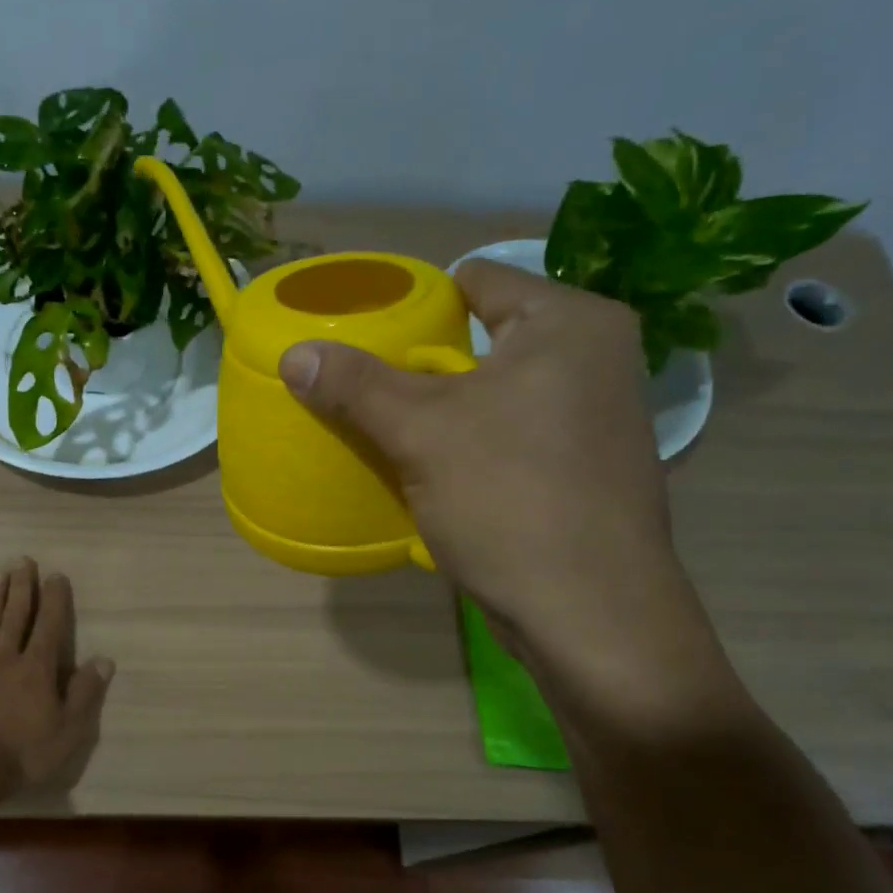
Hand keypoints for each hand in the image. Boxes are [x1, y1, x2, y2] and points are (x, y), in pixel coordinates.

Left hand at [0, 558, 113, 791]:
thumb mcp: (68, 730)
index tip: (56, 575)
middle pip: (16, 616)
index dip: (54, 599)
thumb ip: (85, 693)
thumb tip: (104, 660)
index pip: (49, 625)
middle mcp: (6, 658)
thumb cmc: (23, 752)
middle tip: (22, 560)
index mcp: (37, 669)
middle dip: (22, 587)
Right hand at [278, 259, 683, 657]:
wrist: (589, 611)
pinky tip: (438, 473)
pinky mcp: (587, 468)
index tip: (368, 339)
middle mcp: (595, 357)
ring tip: (393, 431)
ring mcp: (597, 417)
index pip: (476, 281)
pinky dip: (474, 445)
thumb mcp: (421, 433)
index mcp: (569, 322)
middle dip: (425, 365)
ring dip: (446, 411)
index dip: (416, 304)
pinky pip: (514, 435)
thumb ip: (356, 385)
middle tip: (369, 390)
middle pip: (484, 339)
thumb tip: (294, 353)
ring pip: (498, 393)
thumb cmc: (509, 498)